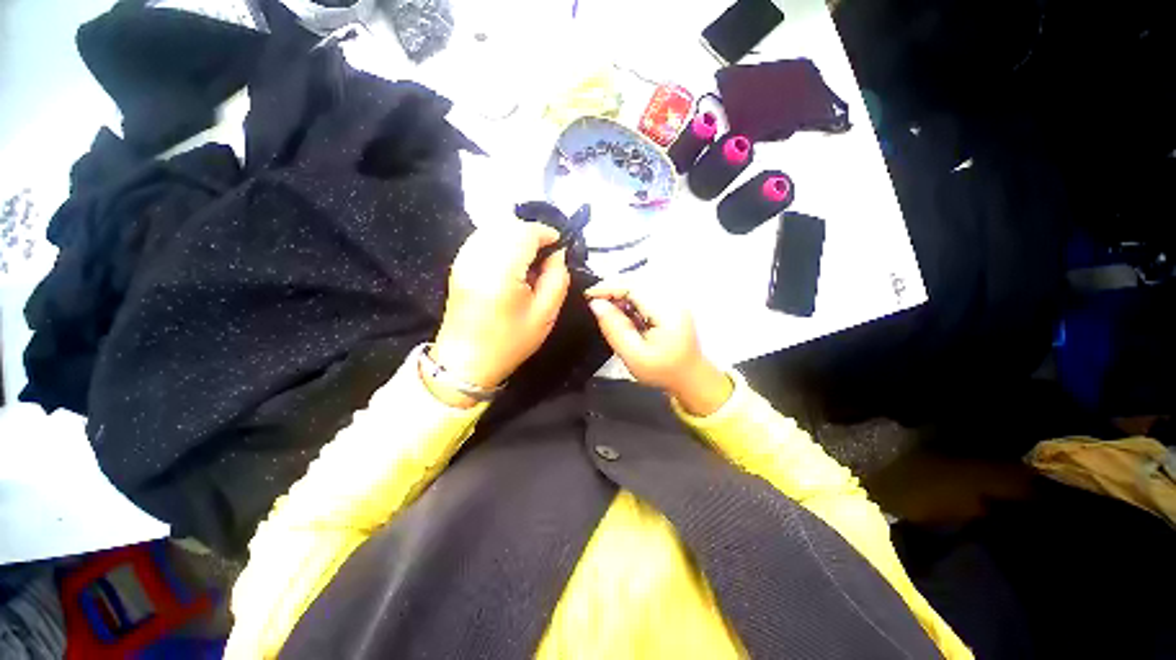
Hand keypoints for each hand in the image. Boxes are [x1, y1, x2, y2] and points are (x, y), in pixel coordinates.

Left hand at [429, 223, 568, 403]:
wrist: (465, 362)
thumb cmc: (509, 342)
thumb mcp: (545, 315)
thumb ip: (557, 278)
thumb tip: (557, 254)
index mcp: (501, 271)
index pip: (525, 232)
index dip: (546, 233)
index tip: (560, 247)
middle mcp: (478, 258)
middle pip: (508, 224)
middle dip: (532, 233)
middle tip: (546, 255)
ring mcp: (463, 259)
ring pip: (494, 228)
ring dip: (516, 236)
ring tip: (530, 259)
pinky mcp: (458, 264)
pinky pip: (482, 238)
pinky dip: (501, 241)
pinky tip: (510, 262)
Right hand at [585, 282, 732, 415]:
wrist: (689, 377)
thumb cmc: (661, 370)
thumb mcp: (633, 356)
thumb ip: (615, 328)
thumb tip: (596, 304)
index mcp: (666, 311)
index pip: (633, 286)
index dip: (608, 286)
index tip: (588, 295)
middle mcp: (671, 298)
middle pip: (637, 280)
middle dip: (612, 286)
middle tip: (593, 300)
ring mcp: (672, 299)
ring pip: (640, 283)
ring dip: (620, 290)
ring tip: (604, 305)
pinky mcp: (670, 303)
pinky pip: (645, 291)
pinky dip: (629, 295)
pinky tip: (621, 309)